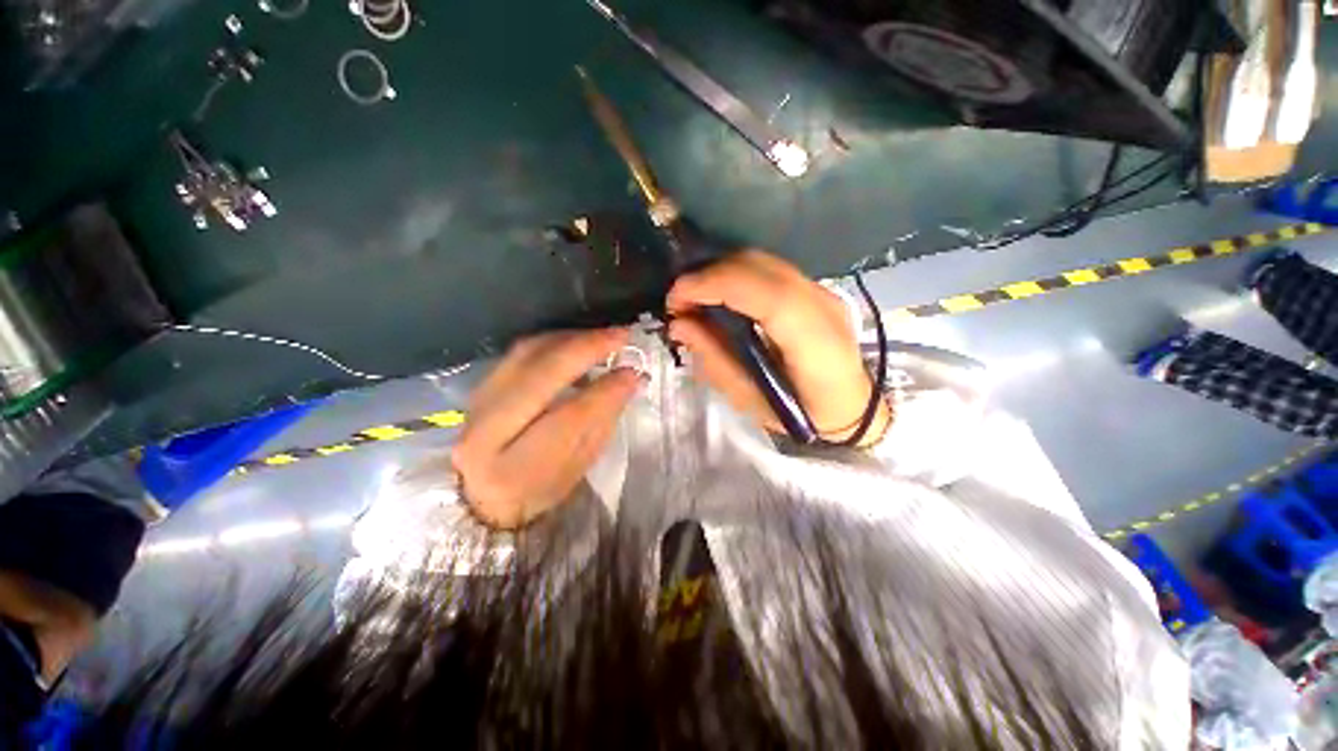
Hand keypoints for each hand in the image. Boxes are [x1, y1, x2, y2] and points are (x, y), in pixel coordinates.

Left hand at [451, 329, 641, 529]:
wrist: (481, 493)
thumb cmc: (539, 488)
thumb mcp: (578, 465)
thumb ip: (602, 420)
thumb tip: (629, 378)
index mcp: (516, 468)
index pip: (570, 417)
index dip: (606, 390)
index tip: (634, 372)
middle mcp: (487, 431)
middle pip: (542, 373)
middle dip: (587, 347)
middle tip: (622, 335)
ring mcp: (479, 402)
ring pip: (529, 352)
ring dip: (572, 338)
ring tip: (604, 337)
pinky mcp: (482, 384)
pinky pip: (521, 351)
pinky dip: (555, 342)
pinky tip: (577, 345)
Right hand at [667, 250, 890, 445]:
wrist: (849, 406)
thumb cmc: (800, 414)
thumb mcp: (750, 399)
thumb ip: (714, 358)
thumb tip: (679, 324)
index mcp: (815, 344)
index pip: (768, 295)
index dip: (717, 286)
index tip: (676, 299)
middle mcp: (824, 306)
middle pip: (761, 268)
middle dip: (709, 275)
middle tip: (678, 302)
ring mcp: (823, 292)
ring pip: (763, 262)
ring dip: (720, 273)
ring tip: (694, 298)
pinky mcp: (815, 289)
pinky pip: (769, 270)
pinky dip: (735, 276)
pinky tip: (719, 295)